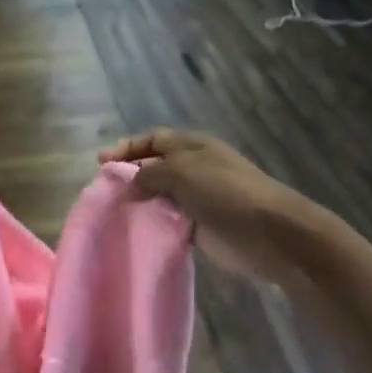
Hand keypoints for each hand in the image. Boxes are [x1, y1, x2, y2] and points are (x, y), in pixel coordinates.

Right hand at [99, 129, 302, 281]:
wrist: (269, 233)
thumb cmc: (225, 192)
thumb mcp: (182, 172)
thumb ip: (150, 173)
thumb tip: (128, 181)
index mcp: (193, 147)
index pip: (154, 139)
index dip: (128, 147)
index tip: (102, 162)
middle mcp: (194, 168)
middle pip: (155, 167)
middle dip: (130, 174)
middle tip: (103, 189)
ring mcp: (198, 199)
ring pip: (160, 195)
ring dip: (140, 201)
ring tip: (113, 211)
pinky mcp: (201, 227)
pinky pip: (170, 221)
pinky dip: (153, 223)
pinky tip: (136, 230)